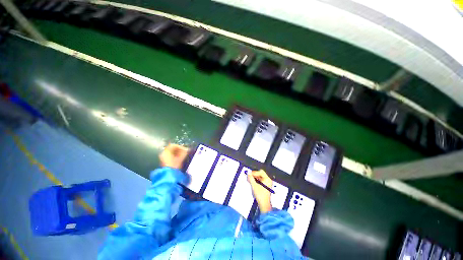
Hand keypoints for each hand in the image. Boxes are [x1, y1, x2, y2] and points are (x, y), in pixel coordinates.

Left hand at [159, 144, 188, 168]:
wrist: (169, 175)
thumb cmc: (175, 165)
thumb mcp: (181, 158)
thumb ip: (184, 152)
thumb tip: (187, 149)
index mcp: (166, 151)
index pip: (173, 145)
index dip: (180, 147)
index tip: (186, 150)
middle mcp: (163, 153)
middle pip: (172, 149)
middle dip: (179, 150)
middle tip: (185, 152)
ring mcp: (163, 158)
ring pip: (171, 153)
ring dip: (177, 153)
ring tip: (183, 156)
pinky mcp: (164, 162)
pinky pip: (169, 157)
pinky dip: (175, 157)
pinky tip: (179, 159)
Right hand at [248, 169, 272, 213]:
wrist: (264, 205)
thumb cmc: (261, 196)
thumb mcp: (254, 186)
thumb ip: (251, 178)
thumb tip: (248, 173)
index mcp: (267, 179)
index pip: (261, 172)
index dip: (255, 172)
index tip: (250, 174)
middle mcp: (268, 180)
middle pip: (260, 174)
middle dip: (254, 175)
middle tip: (249, 176)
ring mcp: (267, 183)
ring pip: (260, 177)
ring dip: (254, 178)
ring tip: (250, 180)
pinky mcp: (265, 186)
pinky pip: (260, 180)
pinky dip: (256, 181)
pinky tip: (252, 182)